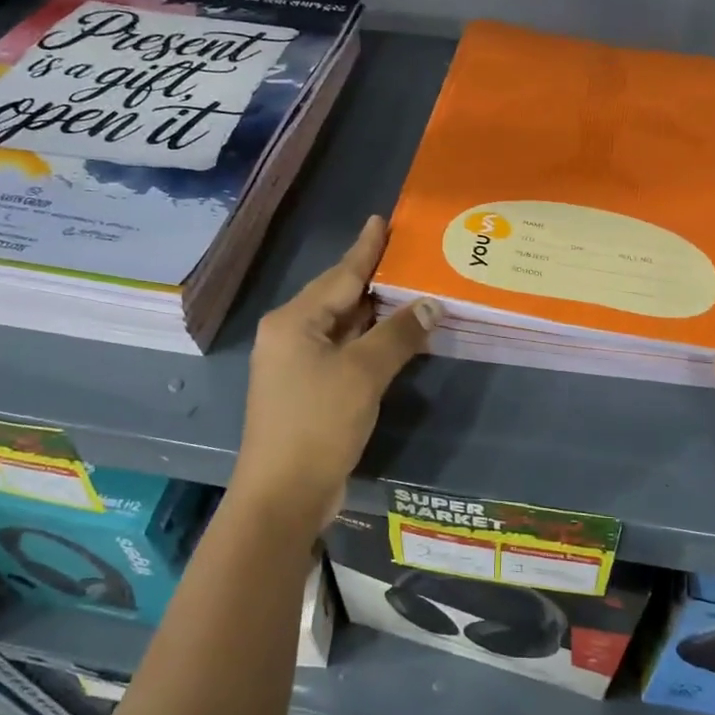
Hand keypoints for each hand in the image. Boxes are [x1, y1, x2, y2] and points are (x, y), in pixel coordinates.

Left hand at [230, 216, 436, 536]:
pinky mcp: (307, 391)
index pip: (340, 275)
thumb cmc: (318, 424)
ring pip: (342, 327)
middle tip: (409, 254)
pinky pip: (343, 352)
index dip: (366, 248)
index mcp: (294, 321)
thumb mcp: (363, 373)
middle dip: (374, 278)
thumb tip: (431, 304)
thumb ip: (398, 335)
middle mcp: (290, 335)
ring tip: (410, 288)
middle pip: (339, 297)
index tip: (382, 220)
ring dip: (375, 313)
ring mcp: (296, 365)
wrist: (283, 494)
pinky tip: (394, 337)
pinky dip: (369, 342)